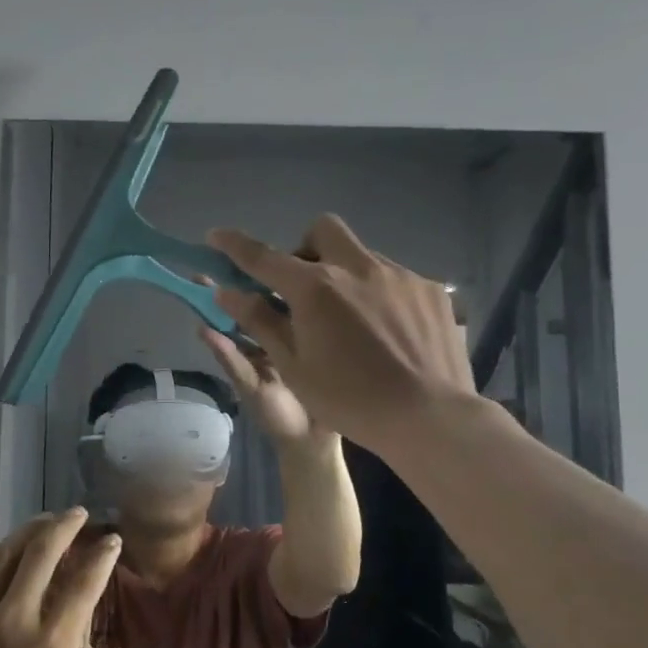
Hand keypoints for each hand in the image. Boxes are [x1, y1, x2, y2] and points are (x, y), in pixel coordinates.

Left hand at [0, 510, 138, 647]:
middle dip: (63, 526)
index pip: (83, 585)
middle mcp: (15, 621)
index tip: (111, 540)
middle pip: (41, 555)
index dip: (101, 557)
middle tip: (77, 513)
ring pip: (4, 559)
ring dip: (28, 533)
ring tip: (44, 522)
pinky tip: (4, 557)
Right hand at [205, 215, 475, 455]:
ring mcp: (398, 274)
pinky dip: (380, 294)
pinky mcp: (430, 288)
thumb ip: (260, 321)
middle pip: (322, 231)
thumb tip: (226, 292)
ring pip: (361, 255)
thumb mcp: (294, 367)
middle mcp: (356, 267)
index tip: (216, 236)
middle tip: (305, 288)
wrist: (430, 417)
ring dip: (345, 274)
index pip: (263, 256)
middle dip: (306, 248)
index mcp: (315, 288)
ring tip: (353, 320)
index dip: (234, 245)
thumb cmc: (350, 400)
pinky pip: (394, 278)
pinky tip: (389, 333)